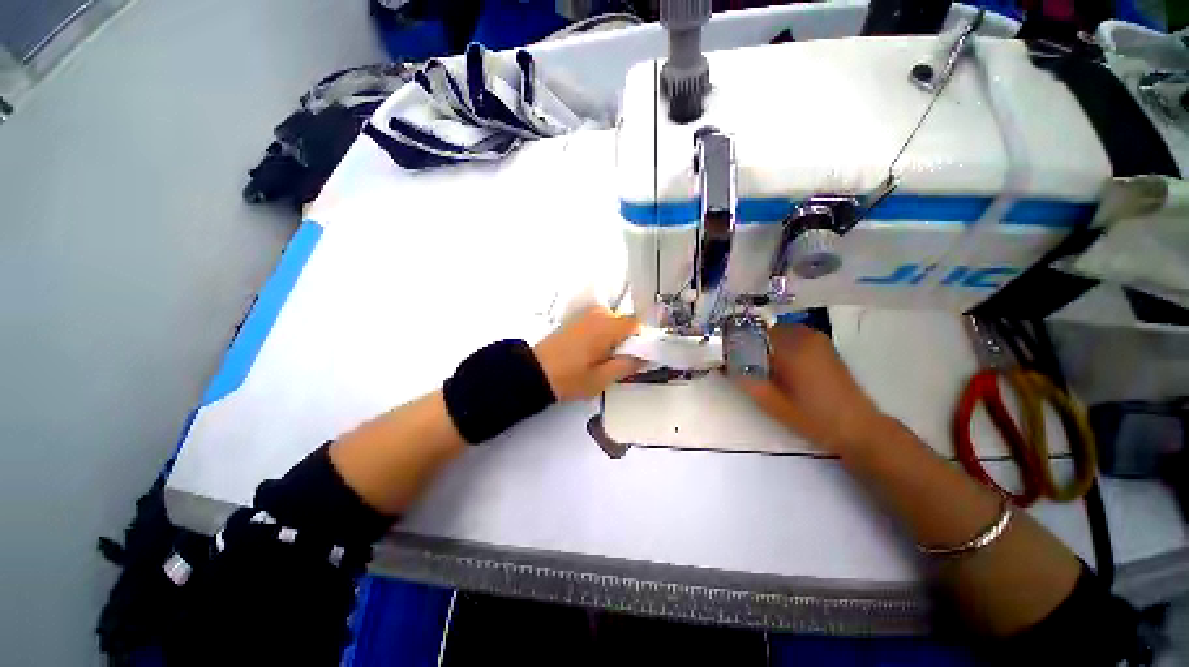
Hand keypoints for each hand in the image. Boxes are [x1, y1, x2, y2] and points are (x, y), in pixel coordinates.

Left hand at [533, 307, 643, 400]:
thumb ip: (627, 365)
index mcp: (606, 327)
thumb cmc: (569, 378)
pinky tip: (590, 354)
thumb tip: (645, 357)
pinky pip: (598, 324)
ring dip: (613, 338)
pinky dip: (601, 336)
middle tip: (617, 362)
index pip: (636, 323)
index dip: (641, 338)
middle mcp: (597, 315)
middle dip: (626, 340)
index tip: (637, 355)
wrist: (533, 372)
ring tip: (602, 360)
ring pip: (611, 323)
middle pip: (623, 322)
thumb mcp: (601, 378)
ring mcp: (584, 316)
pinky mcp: (575, 321)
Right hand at [732, 324, 886, 454]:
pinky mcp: (825, 347)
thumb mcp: (773, 404)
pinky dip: (781, 345)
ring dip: (766, 344)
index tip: (727, 355)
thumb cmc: (813, 417)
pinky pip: (794, 337)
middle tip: (741, 362)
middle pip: (765, 329)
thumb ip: (746, 382)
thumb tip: (724, 366)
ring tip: (760, 365)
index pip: (753, 332)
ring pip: (779, 332)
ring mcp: (817, 339)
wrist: (858, 428)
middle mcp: (804, 336)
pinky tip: (781, 367)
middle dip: (751, 342)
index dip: (737, 341)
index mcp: (791, 347)